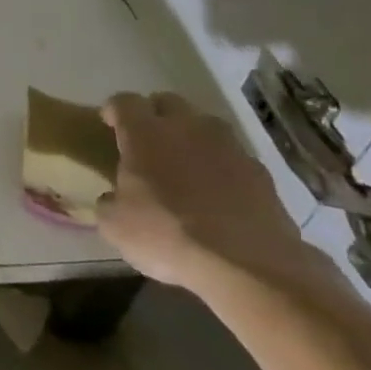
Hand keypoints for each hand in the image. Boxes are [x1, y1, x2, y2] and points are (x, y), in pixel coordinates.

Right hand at [96, 92, 339, 299]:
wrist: (249, 268)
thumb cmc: (168, 236)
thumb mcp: (116, 226)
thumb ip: (109, 202)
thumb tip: (114, 198)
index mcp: (144, 133)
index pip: (124, 102)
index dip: (114, 110)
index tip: (109, 124)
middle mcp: (186, 129)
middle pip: (168, 102)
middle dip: (155, 114)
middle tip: (147, 141)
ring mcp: (229, 148)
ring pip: (205, 125)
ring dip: (191, 136)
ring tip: (185, 164)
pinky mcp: (261, 174)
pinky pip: (233, 157)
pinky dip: (222, 166)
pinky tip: (218, 193)